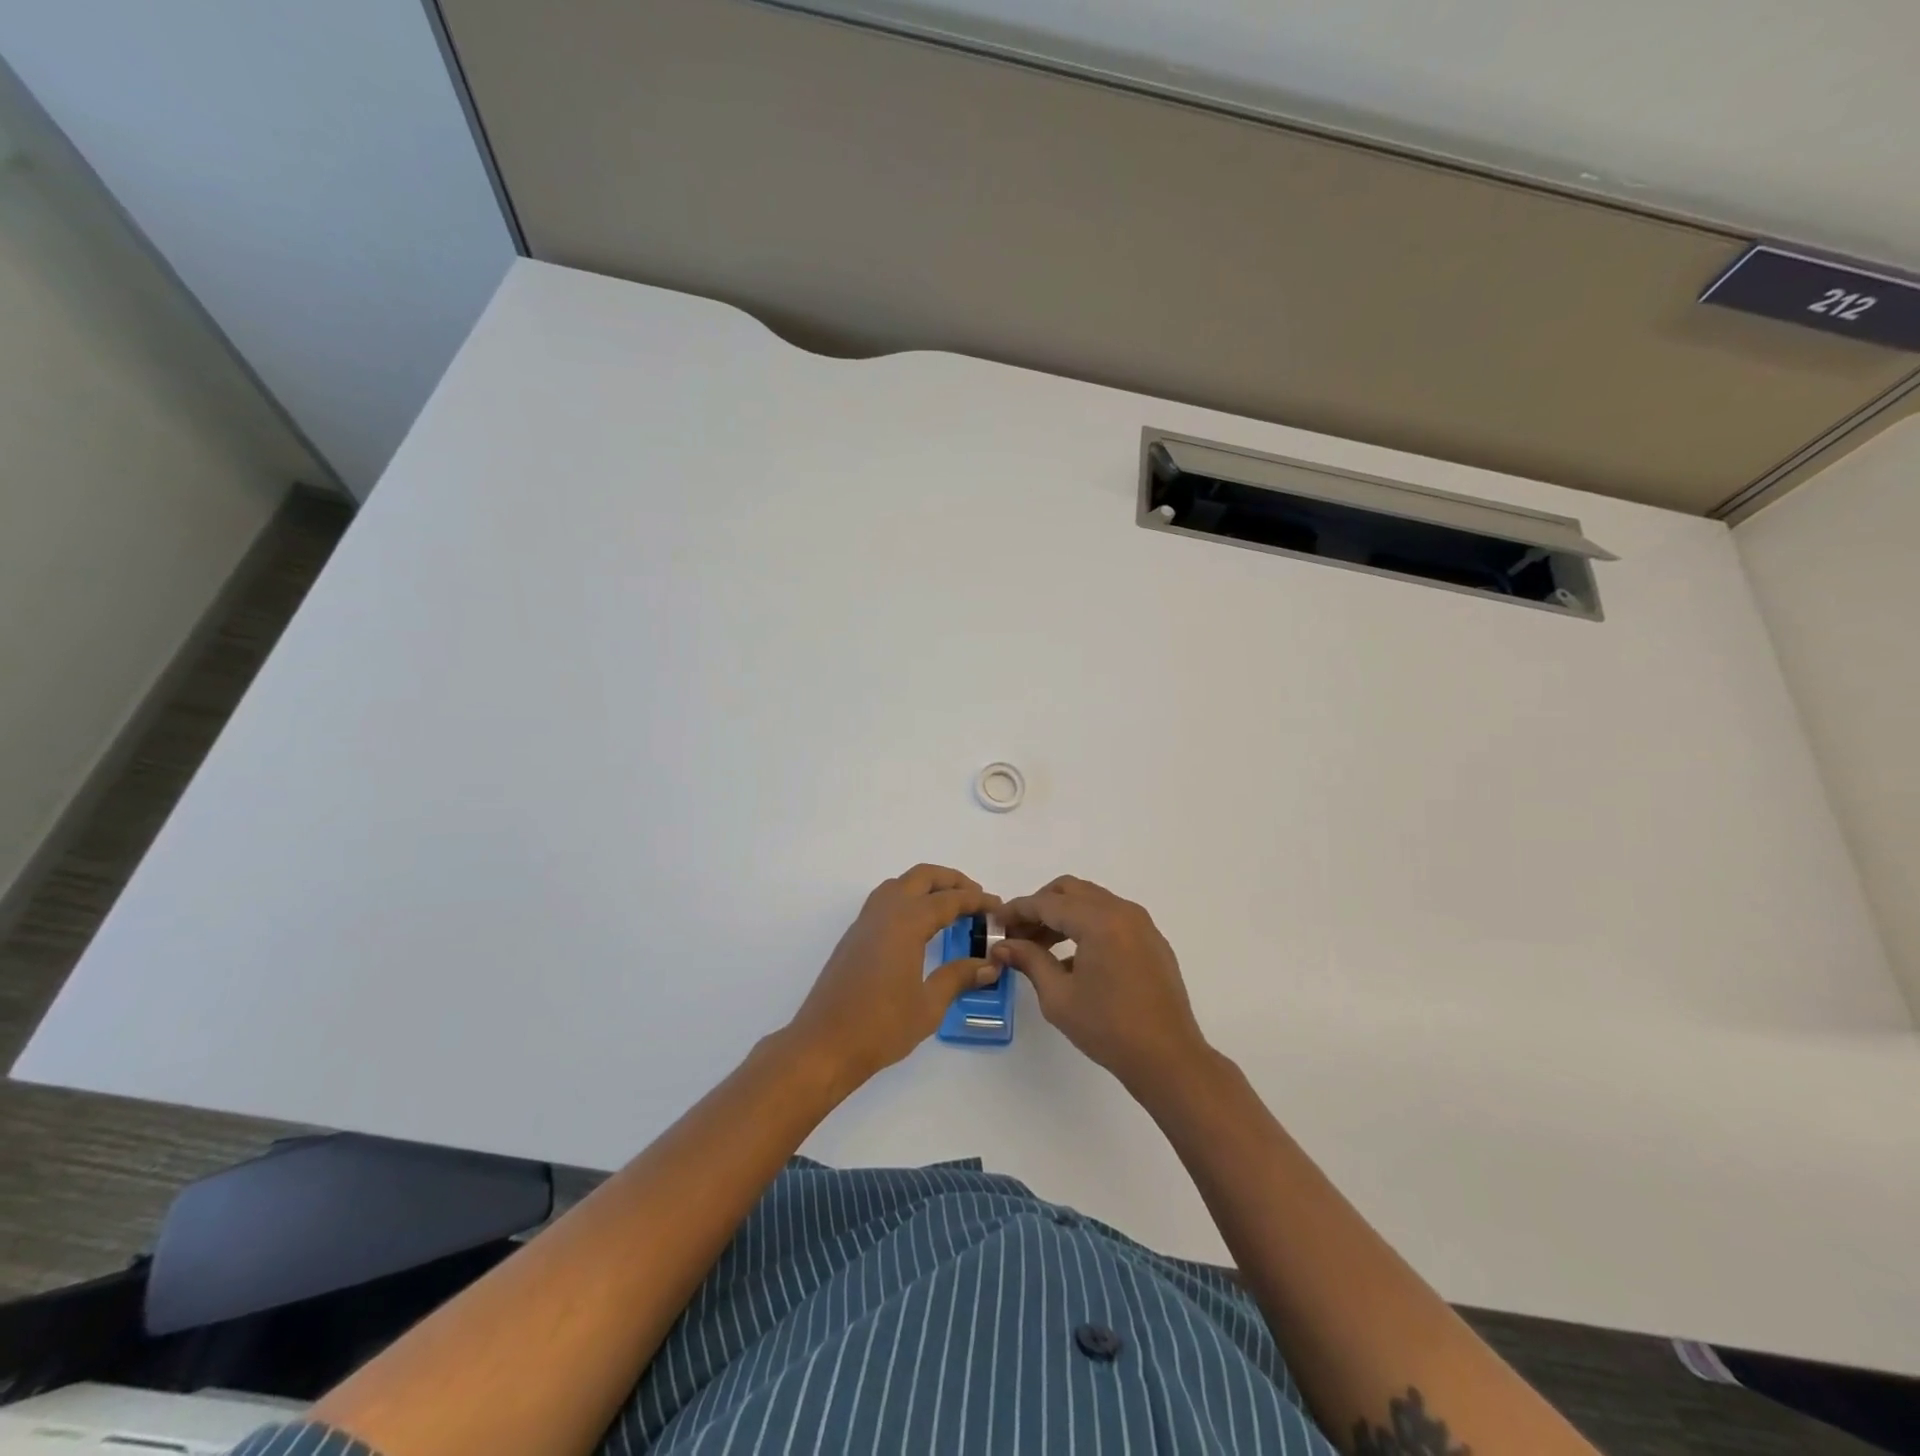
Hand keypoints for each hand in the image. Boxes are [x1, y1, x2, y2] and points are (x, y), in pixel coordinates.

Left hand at [786, 864, 999, 1088]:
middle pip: (922, 877)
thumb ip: (958, 977)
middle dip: (952, 881)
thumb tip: (989, 965)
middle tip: (976, 898)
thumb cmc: (880, 1027)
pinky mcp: (854, 936)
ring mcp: (865, 921)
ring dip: (927, 886)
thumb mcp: (929, 1005)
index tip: (998, 907)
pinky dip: (908, 899)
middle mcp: (885, 911)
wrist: (823, 1045)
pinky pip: (885, 900)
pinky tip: (920, 926)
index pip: (949, 900)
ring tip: (950, 908)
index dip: (976, 901)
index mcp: (906, 922)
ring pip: (900, 884)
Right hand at [992, 875, 1210, 1090]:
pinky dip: (1086, 926)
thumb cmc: (1108, 1028)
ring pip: (1091, 902)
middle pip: (1071, 891)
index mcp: (1099, 921)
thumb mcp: (1059, 996)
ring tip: (1039, 947)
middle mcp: (1122, 911)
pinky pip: (1111, 918)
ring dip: (1063, 915)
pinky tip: (1071, 959)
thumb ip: (1030, 961)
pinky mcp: (1151, 940)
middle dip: (1040, 906)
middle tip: (1018, 933)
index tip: (995, 922)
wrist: (1168, 1058)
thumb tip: (1003, 945)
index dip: (1017, 910)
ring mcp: (1141, 924)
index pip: (1048, 903)